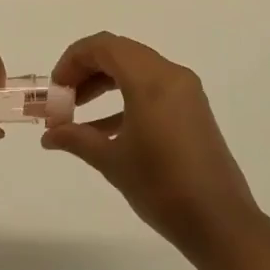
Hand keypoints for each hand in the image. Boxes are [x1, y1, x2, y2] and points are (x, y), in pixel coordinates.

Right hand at [42, 33, 259, 255]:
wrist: (220, 222)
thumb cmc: (162, 187)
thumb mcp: (113, 161)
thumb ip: (77, 139)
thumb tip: (49, 136)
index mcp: (151, 80)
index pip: (104, 46)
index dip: (73, 60)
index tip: (55, 89)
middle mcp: (171, 75)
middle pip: (119, 53)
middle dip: (86, 71)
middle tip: (63, 100)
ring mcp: (185, 91)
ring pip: (136, 69)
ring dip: (104, 84)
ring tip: (76, 113)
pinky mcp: (192, 109)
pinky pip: (152, 88)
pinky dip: (125, 99)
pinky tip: (104, 130)